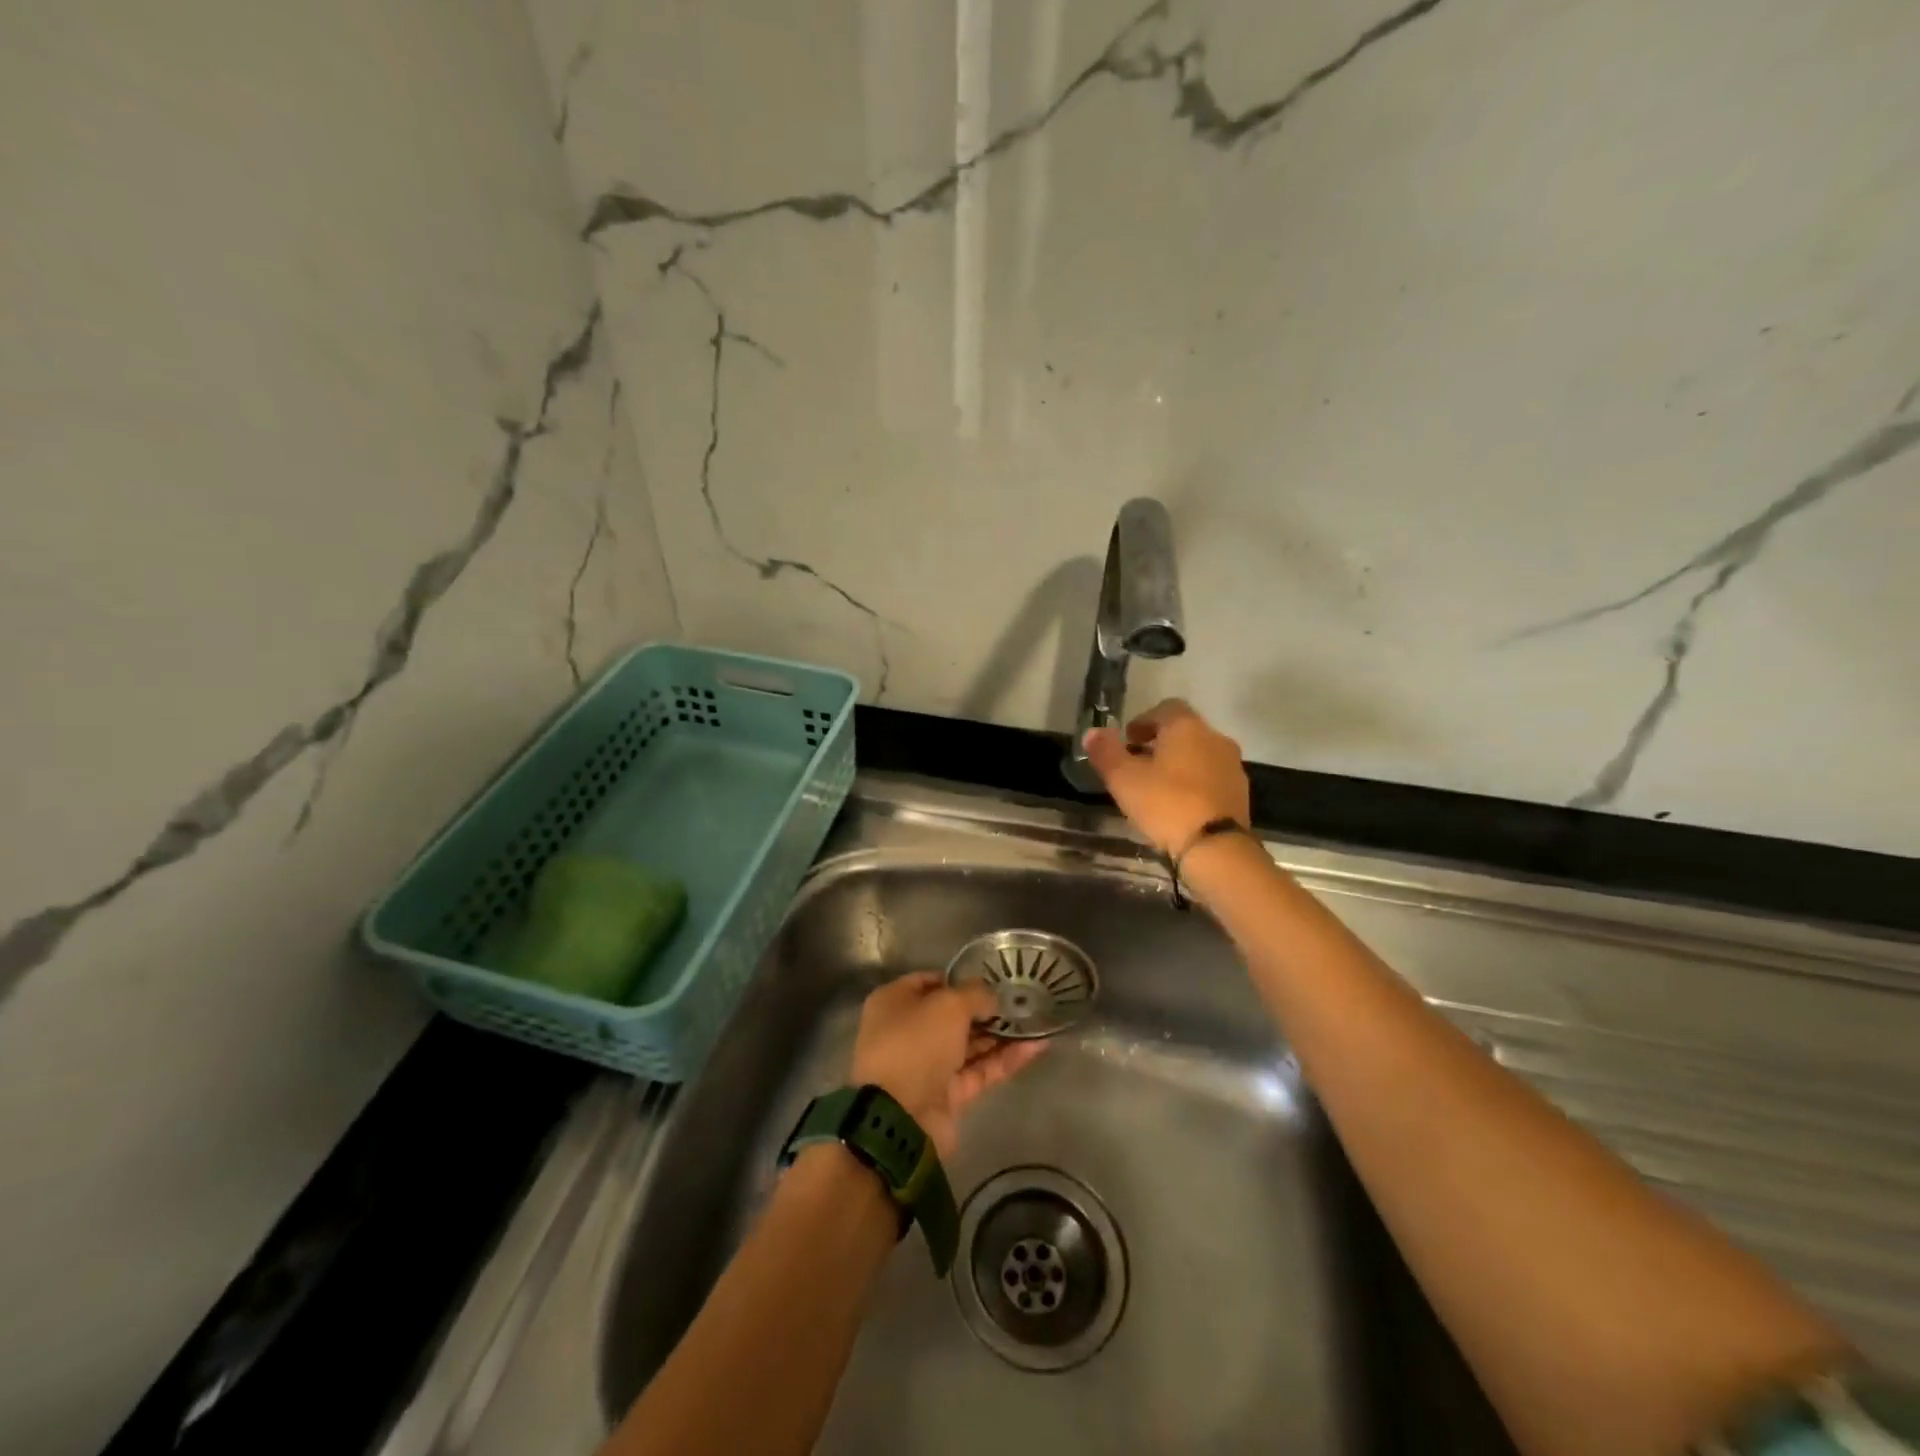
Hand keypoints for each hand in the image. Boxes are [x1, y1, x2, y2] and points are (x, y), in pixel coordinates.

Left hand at [849, 972, 1044, 1158]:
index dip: (960, 978)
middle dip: (985, 1009)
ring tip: (1036, 1020)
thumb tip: (992, 996)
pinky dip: (1005, 1060)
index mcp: (895, 1002)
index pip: (930, 981)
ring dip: (1000, 1035)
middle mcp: (908, 1031)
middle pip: (952, 1015)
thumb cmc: (916, 1043)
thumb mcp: (948, 1005)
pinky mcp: (948, 1095)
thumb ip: (975, 994)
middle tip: (1021, 1000)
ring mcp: (928, 1066)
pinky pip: (980, 1071)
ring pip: (969, 1045)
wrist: (899, 1118)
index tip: (993, 977)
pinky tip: (1036, 1046)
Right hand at [1081, 698, 1250, 856]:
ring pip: (1200, 755)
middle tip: (1138, 764)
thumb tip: (1093, 732)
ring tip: (1157, 788)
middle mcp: (1215, 738)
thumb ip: (1106, 752)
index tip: (1128, 740)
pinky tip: (1179, 806)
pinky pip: (1212, 778)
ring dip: (1180, 764)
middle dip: (1161, 743)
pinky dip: (1195, 784)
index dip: (1144, 720)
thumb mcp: (1123, 778)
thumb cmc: (1165, 803)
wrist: (1216, 848)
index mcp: (1187, 727)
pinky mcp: (1241, 794)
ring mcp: (1232, 766)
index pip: (1166, 708)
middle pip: (1185, 731)